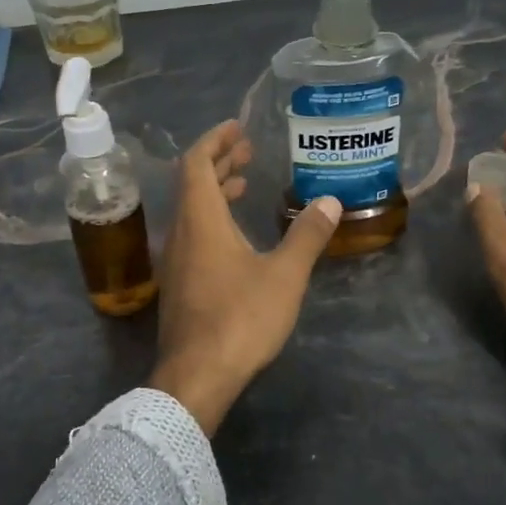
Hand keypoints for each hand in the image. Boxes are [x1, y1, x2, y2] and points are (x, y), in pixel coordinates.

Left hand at [150, 121, 341, 434]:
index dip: (215, 140)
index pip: (196, 162)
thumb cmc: (240, 319)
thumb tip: (330, 201)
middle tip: (247, 151)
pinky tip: (236, 236)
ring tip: (245, 184)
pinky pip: (192, 235)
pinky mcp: (179, 284)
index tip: (237, 128)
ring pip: (191, 211)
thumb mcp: (284, 275)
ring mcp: (175, 261)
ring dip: (215, 191)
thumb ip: (307, 236)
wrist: (196, 376)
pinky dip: (212, 219)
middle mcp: (180, 233)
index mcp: (200, 220)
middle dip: (219, 162)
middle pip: (192, 184)